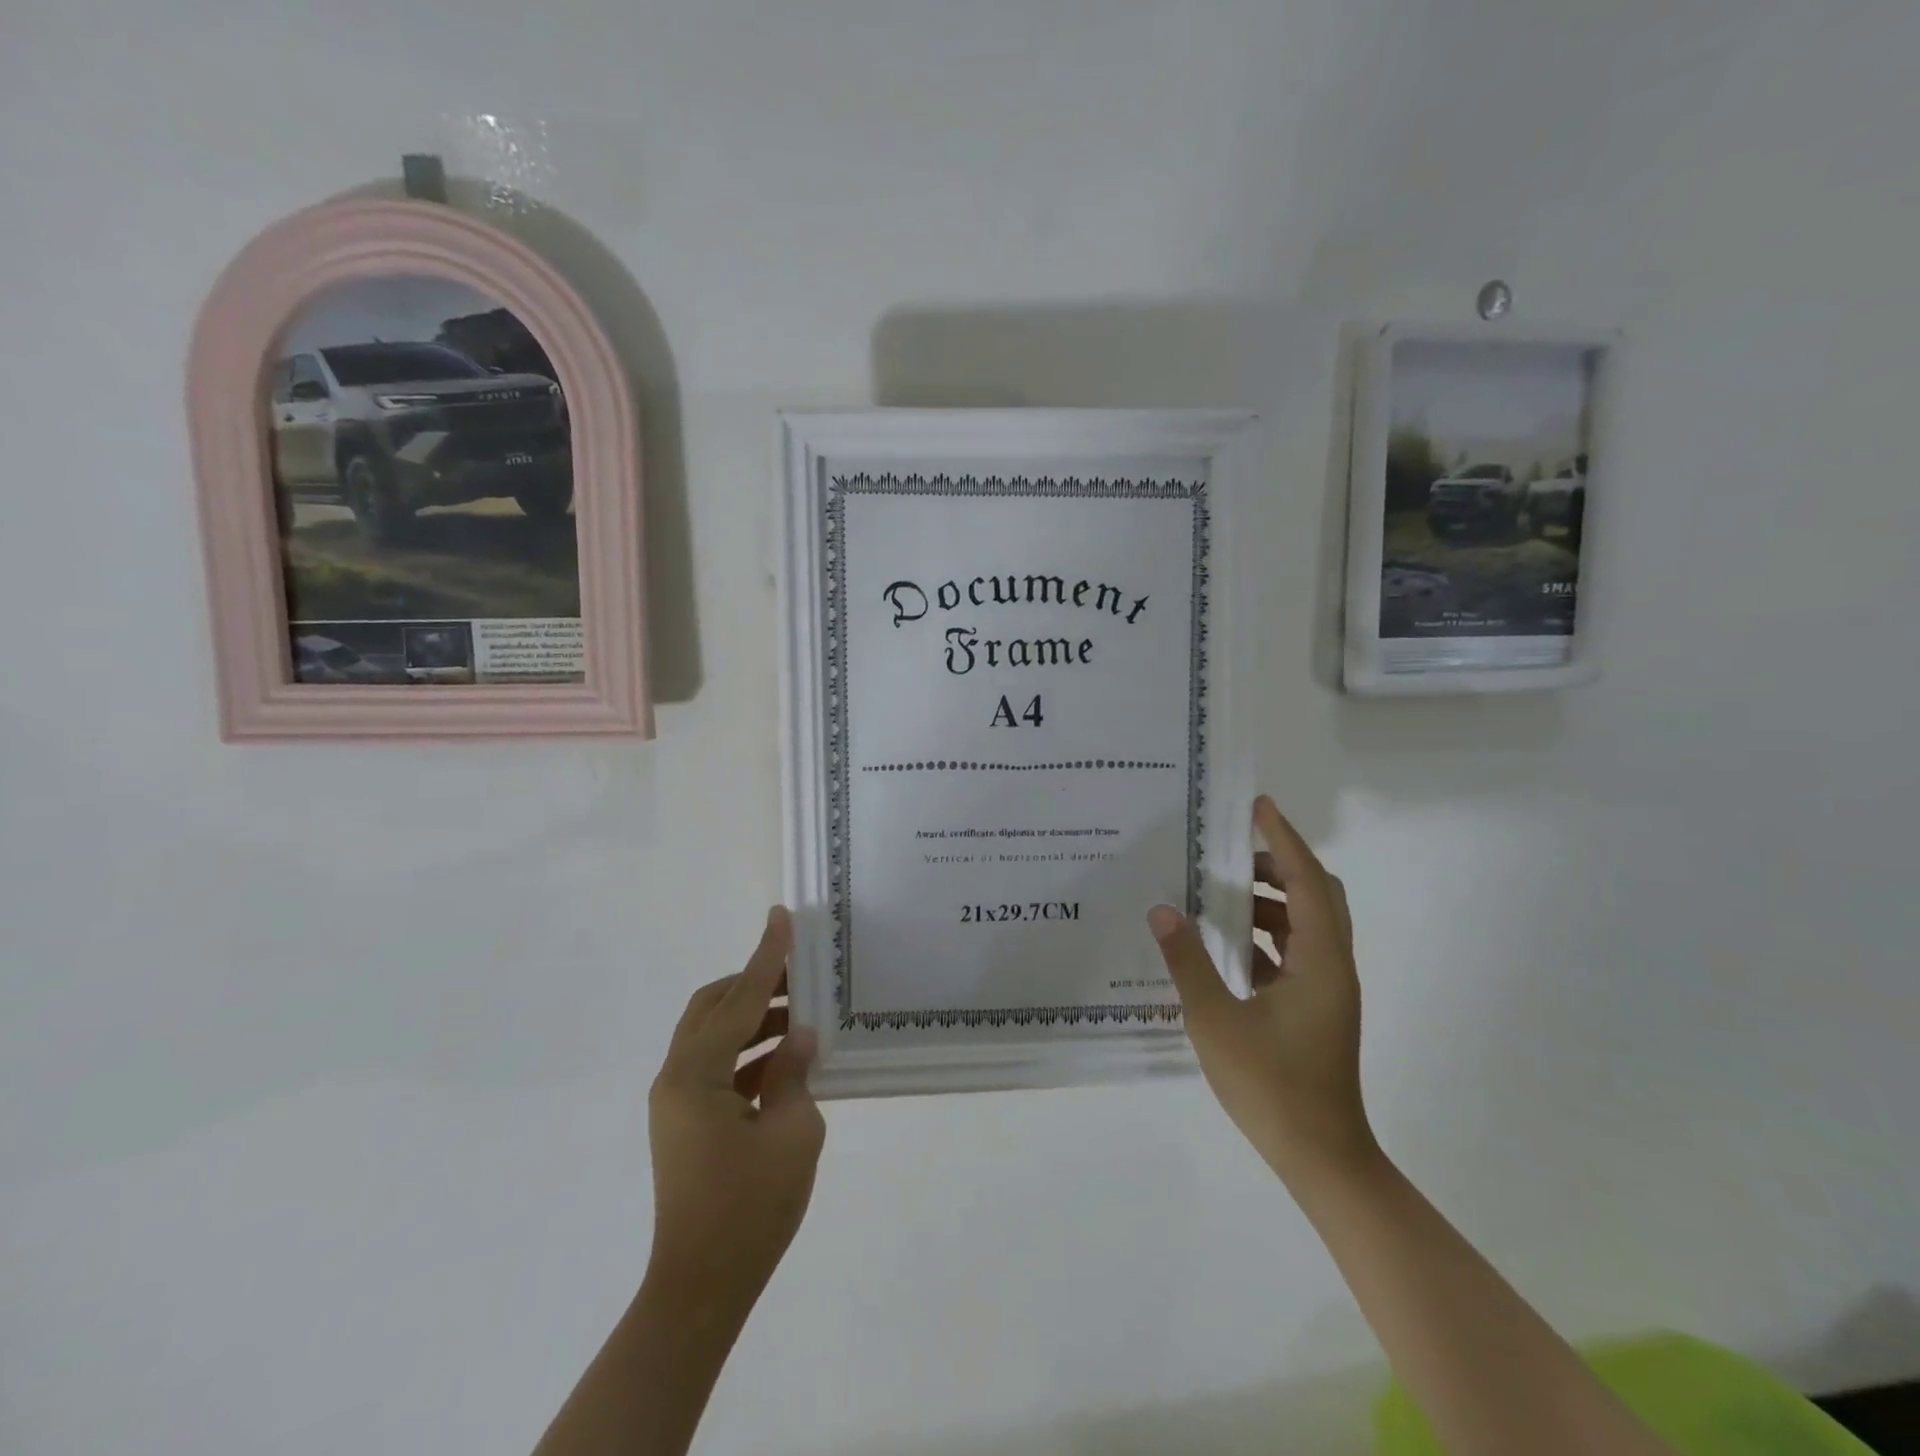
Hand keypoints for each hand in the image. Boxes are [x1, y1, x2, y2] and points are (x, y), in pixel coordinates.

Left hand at [647, 907, 823, 1315]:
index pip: (740, 999)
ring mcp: (677, 1101)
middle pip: (713, 1008)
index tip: (781, 917)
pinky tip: (787, 1061)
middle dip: (756, 985)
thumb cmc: (749, 1209)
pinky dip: (749, 1055)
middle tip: (800, 976)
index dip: (766, 956)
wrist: (702, 1288)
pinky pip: (718, 1067)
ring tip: (804, 1018)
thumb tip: (799, 1035)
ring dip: (756, 1021)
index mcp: (696, 1074)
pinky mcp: (686, 1121)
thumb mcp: (792, 1133)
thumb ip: (794, 1072)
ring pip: (715, 1036)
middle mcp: (677, 1077)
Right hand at [1148, 796, 1373, 1182]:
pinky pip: (1293, 953)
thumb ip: (1187, 960)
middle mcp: (1332, 966)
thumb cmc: (1272, 1086)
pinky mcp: (1314, 1008)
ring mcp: (1326, 989)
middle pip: (1316, 896)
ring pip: (1304, 925)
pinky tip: (1224, 945)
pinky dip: (1264, 937)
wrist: (1321, 1158)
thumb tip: (1162, 909)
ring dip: (1268, 903)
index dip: (1283, 840)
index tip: (1257, 807)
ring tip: (1216, 895)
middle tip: (1229, 855)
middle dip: (1276, 867)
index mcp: (1321, 961)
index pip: (1306, 882)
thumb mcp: (1216, 1019)